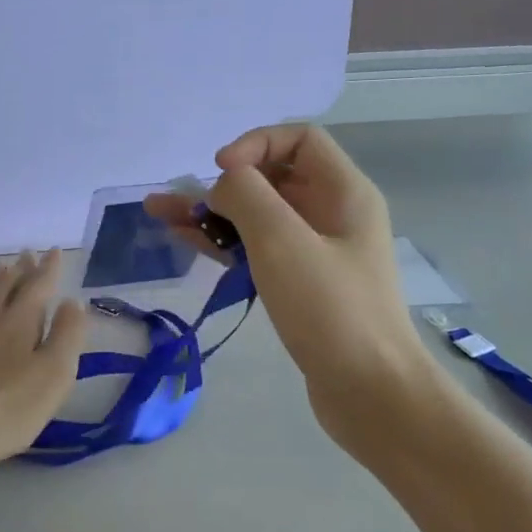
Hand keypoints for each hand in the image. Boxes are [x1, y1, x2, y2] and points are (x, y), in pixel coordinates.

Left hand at [0, 249, 87, 471]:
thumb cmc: (6, 411)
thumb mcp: (54, 377)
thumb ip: (67, 336)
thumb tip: (72, 301)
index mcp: (20, 321)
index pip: (39, 285)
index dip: (49, 268)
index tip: (55, 251)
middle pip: (7, 284)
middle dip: (22, 268)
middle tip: (29, 253)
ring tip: (3, 265)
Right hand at [146, 127, 436, 458]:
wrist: (372, 393)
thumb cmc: (332, 312)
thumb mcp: (283, 243)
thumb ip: (247, 197)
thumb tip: (225, 185)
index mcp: (344, 192)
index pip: (299, 139)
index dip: (255, 144)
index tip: (220, 173)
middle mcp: (334, 214)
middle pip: (274, 177)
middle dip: (224, 182)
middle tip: (176, 201)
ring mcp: (319, 253)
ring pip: (261, 217)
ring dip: (214, 213)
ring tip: (159, 215)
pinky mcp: (303, 287)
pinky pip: (260, 250)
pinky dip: (226, 244)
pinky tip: (188, 242)